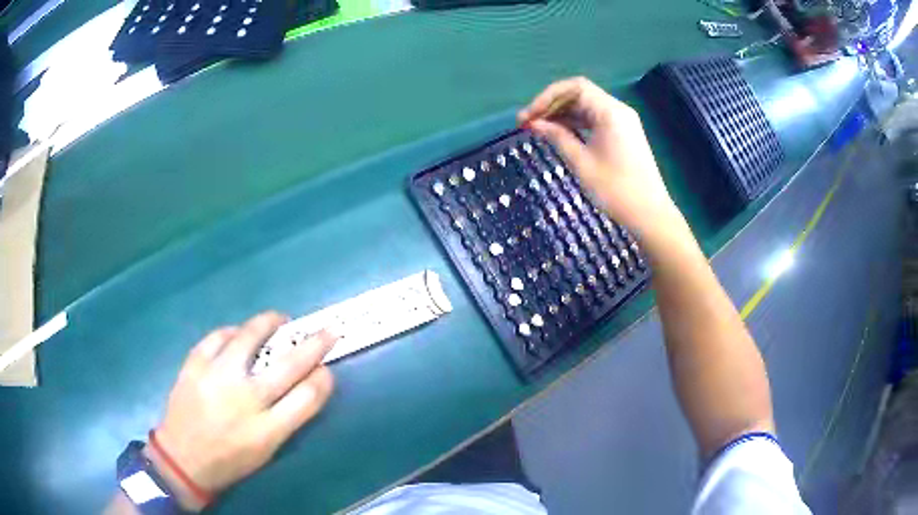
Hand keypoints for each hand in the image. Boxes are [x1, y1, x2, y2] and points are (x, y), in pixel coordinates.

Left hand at [148, 312, 335, 510]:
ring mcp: (217, 377)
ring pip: (250, 338)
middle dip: (315, 344)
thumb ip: (288, 417)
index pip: (307, 396)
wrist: (183, 458)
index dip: (323, 378)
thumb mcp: (267, 450)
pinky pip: (217, 337)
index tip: (327, 368)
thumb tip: (308, 383)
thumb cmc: (230, 460)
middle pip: (289, 365)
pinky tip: (238, 333)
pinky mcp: (194, 364)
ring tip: (278, 319)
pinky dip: (232, 332)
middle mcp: (245, 400)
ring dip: (269, 323)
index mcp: (267, 429)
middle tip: (327, 330)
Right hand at [518, 77, 683, 242]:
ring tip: (538, 129)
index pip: (574, 88)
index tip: (528, 116)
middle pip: (579, 94)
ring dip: (562, 114)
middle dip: (552, 105)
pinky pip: (595, 120)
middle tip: (527, 123)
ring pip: (586, 107)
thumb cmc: (615, 190)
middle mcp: (617, 110)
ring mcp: (622, 122)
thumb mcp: (581, 162)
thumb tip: (534, 123)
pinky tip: (559, 134)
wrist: (649, 215)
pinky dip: (575, 123)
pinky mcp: (623, 134)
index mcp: (610, 111)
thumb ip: (557, 137)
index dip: (547, 97)